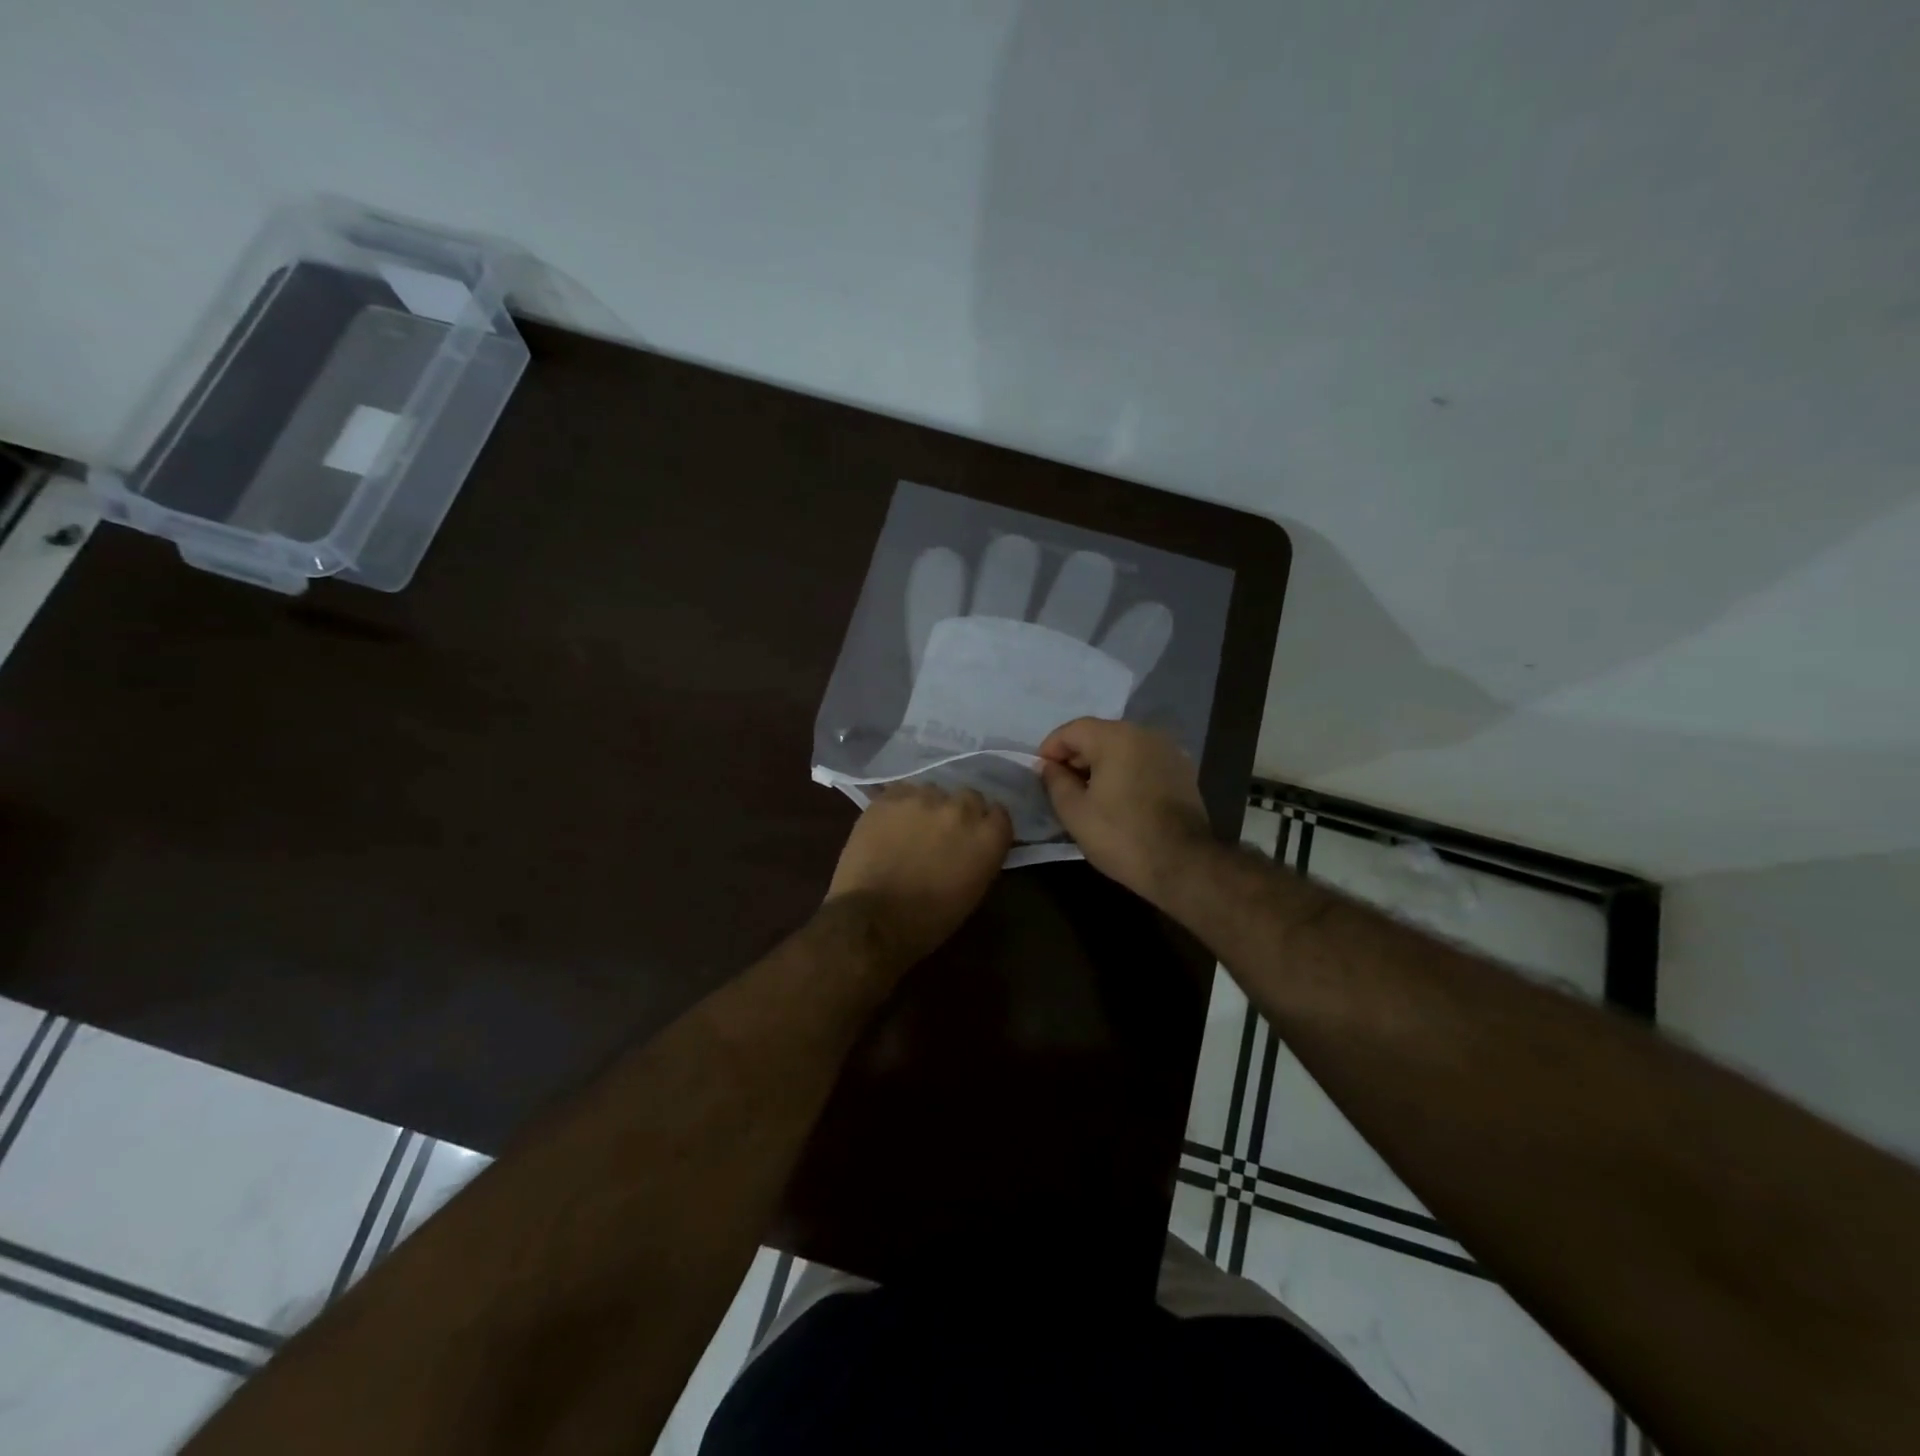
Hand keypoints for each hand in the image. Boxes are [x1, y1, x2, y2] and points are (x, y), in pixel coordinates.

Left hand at [826, 783, 1012, 967]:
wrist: (873, 918)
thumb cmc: (928, 919)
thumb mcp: (972, 892)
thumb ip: (981, 857)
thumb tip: (974, 844)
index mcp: (987, 837)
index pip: (999, 814)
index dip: (986, 825)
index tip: (975, 837)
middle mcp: (961, 809)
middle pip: (969, 797)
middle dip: (960, 813)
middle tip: (943, 833)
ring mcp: (924, 799)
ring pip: (934, 791)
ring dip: (928, 807)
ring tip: (912, 828)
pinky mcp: (890, 797)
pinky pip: (902, 791)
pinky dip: (899, 805)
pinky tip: (890, 824)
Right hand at [1037, 717, 1214, 902]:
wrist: (1183, 864)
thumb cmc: (1121, 836)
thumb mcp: (1075, 812)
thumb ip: (1055, 781)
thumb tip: (1048, 766)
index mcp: (1116, 737)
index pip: (1073, 729)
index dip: (1050, 749)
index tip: (1040, 773)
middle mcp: (1145, 734)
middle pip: (1099, 734)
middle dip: (1076, 756)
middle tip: (1061, 785)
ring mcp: (1168, 750)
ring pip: (1123, 747)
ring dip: (1101, 763)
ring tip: (1088, 793)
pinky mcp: (1182, 770)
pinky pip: (1143, 760)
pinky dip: (1125, 771)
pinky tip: (1118, 797)